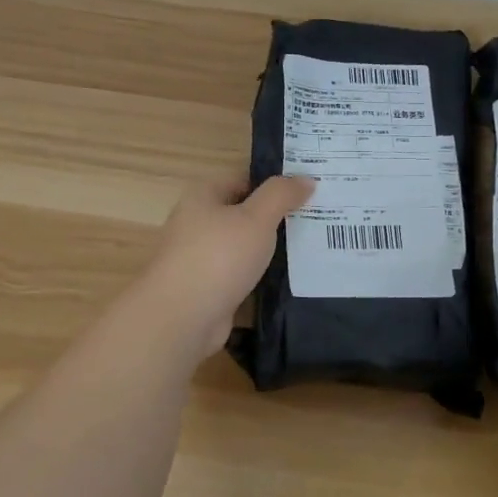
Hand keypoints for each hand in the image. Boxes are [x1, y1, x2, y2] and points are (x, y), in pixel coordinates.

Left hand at [138, 175, 314, 357]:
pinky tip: (287, 280)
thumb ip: (281, 195)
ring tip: (309, 249)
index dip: (272, 185)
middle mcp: (196, 224)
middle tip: (315, 220)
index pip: (241, 180)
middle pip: (241, 214)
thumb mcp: (256, 218)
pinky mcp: (206, 290)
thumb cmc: (219, 256)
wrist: (182, 317)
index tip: (306, 193)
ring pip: (242, 247)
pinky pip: (239, 275)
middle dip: (274, 218)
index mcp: (202, 197)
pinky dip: (259, 276)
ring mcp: (199, 259)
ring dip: (268, 250)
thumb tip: (306, 179)